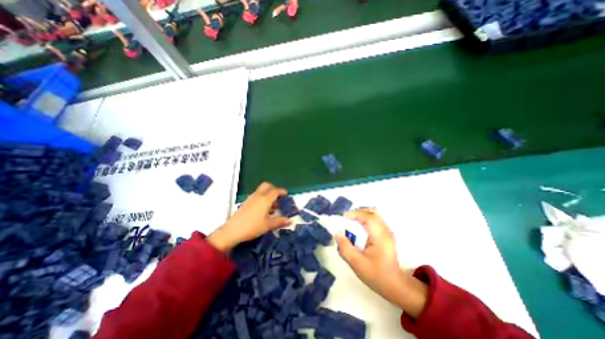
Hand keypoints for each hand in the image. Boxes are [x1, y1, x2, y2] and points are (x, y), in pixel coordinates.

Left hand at [208, 183, 289, 251]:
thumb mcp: (268, 225)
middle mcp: (258, 196)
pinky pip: (256, 196)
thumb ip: (280, 221)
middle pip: (267, 186)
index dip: (282, 191)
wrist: (232, 231)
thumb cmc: (253, 227)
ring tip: (272, 207)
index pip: (275, 191)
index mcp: (265, 199)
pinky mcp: (245, 203)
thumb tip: (290, 220)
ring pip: (261, 191)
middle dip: (274, 189)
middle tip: (278, 197)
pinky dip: (262, 198)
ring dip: (268, 194)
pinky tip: (263, 210)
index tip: (286, 194)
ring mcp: (250, 198)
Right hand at [333, 209, 426, 317]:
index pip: (368, 217)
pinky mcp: (385, 234)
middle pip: (372, 212)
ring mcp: (387, 232)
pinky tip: (358, 228)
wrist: (395, 286)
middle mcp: (385, 230)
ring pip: (373, 215)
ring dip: (361, 215)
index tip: (343, 217)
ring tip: (350, 222)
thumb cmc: (376, 275)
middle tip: (345, 218)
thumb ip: (345, 248)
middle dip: (357, 212)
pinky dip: (364, 220)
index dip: (355, 213)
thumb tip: (337, 233)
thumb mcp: (357, 263)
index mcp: (380, 236)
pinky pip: (374, 220)